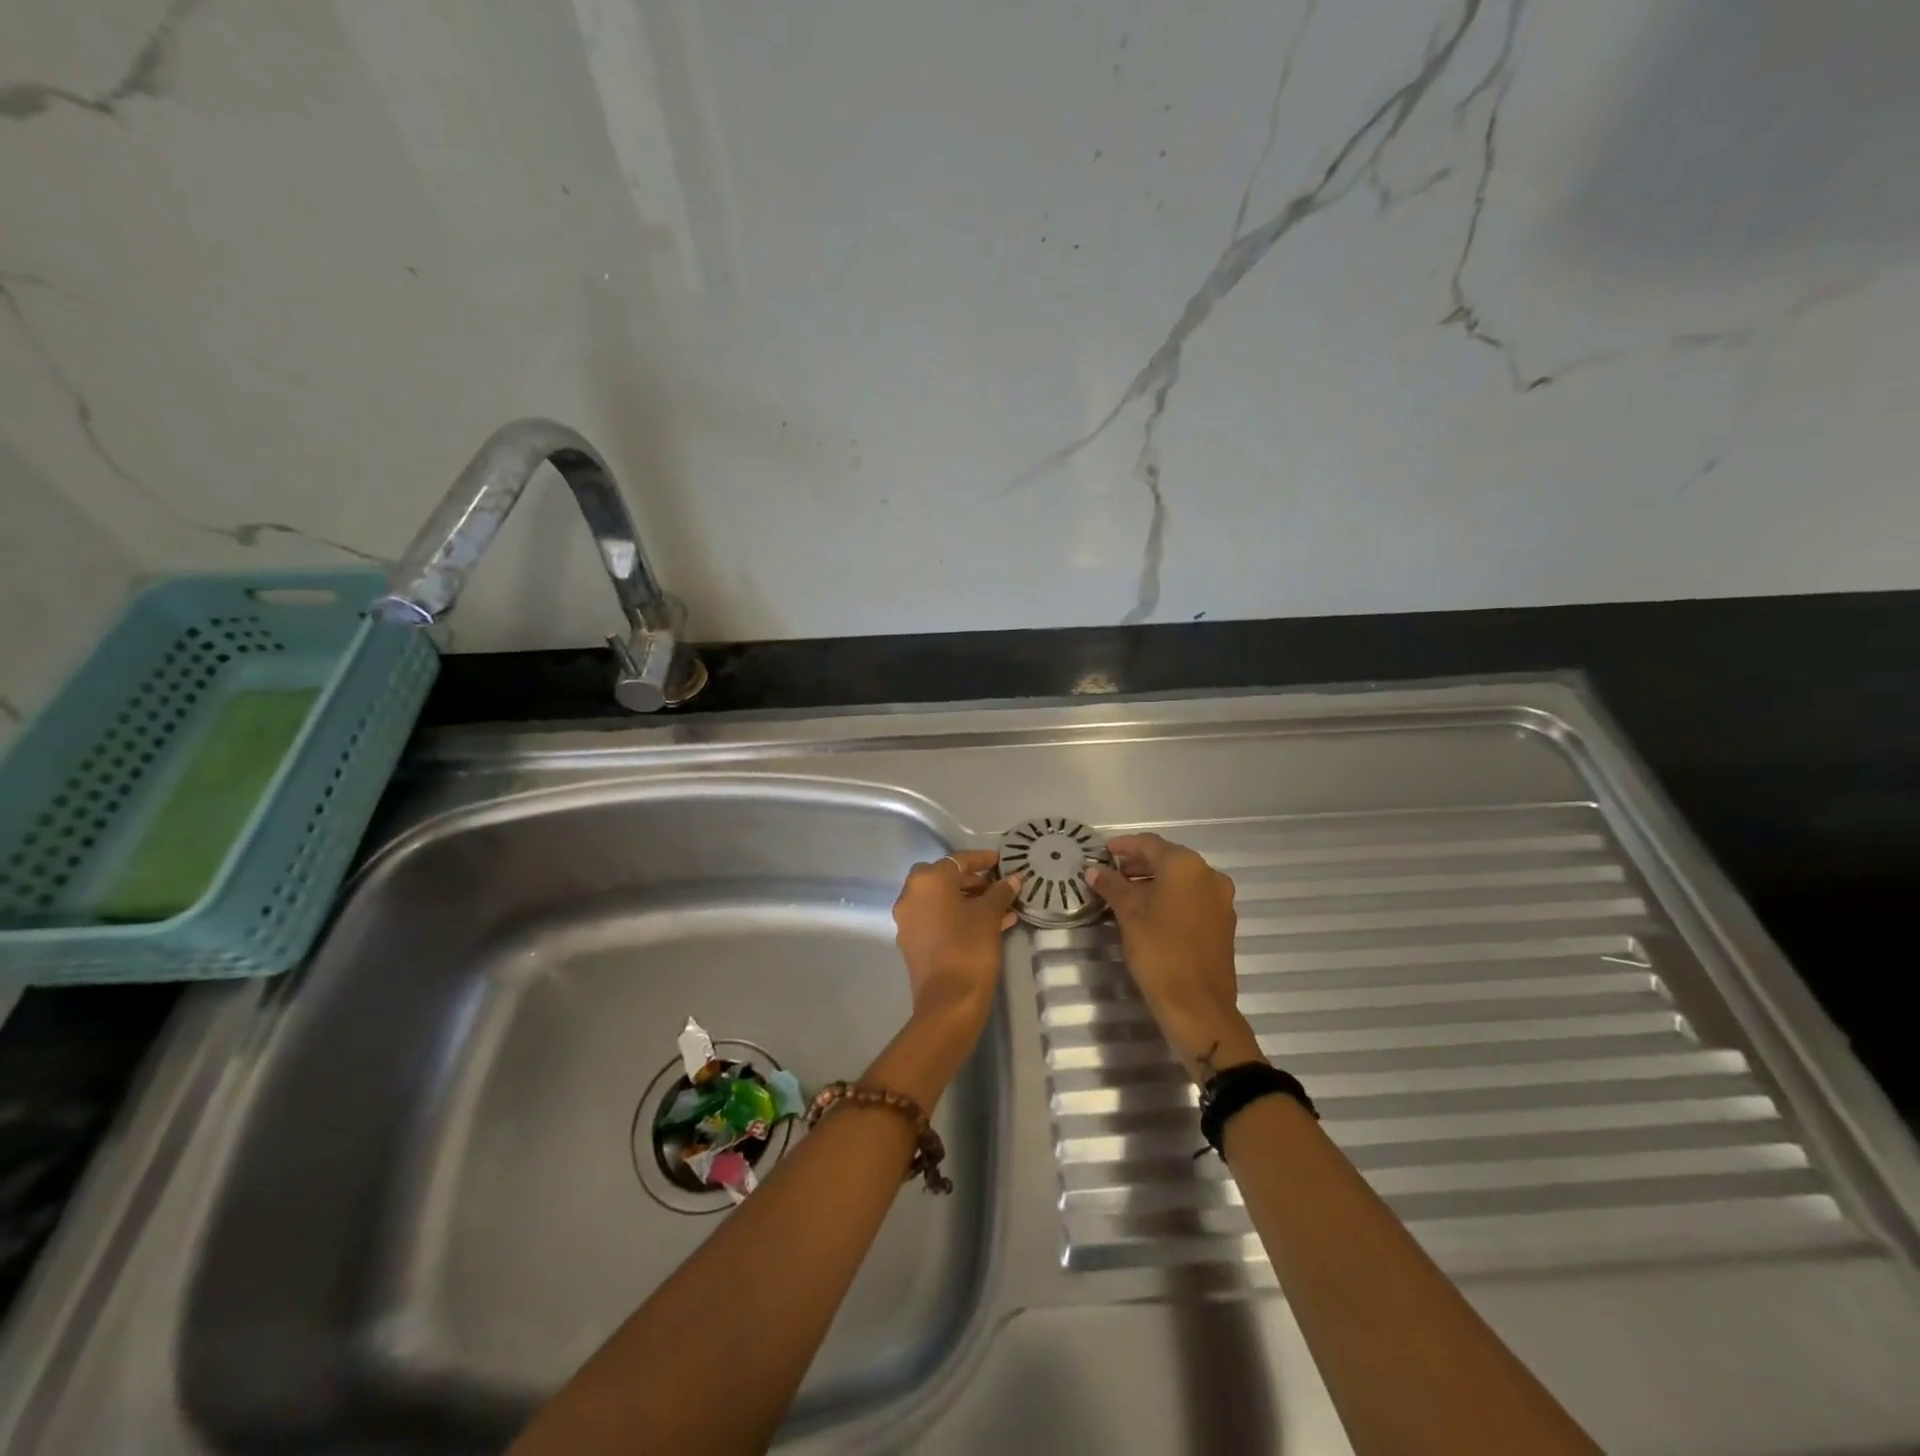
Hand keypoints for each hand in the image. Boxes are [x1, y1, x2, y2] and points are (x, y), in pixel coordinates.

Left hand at [892, 851, 1021, 1031]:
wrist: (948, 1001)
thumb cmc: (969, 947)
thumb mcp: (990, 915)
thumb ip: (1000, 892)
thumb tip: (1013, 879)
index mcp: (927, 880)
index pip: (958, 860)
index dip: (982, 859)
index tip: (1001, 861)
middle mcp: (911, 895)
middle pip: (945, 878)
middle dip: (972, 881)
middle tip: (997, 886)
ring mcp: (908, 920)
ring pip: (941, 900)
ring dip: (968, 900)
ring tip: (1000, 909)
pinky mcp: (912, 942)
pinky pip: (936, 919)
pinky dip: (957, 916)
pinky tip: (986, 926)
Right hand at [1087, 834, 1263, 1082]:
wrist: (1198, 1007)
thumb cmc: (1159, 953)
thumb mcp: (1129, 915)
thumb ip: (1112, 886)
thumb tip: (1094, 870)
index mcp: (1186, 866)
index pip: (1150, 844)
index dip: (1124, 846)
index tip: (1102, 852)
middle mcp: (1209, 875)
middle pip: (1168, 859)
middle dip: (1138, 863)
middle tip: (1111, 873)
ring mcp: (1220, 899)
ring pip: (1182, 879)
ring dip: (1154, 881)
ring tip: (1126, 893)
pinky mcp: (1223, 922)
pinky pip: (1193, 897)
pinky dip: (1170, 897)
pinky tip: (1150, 912)